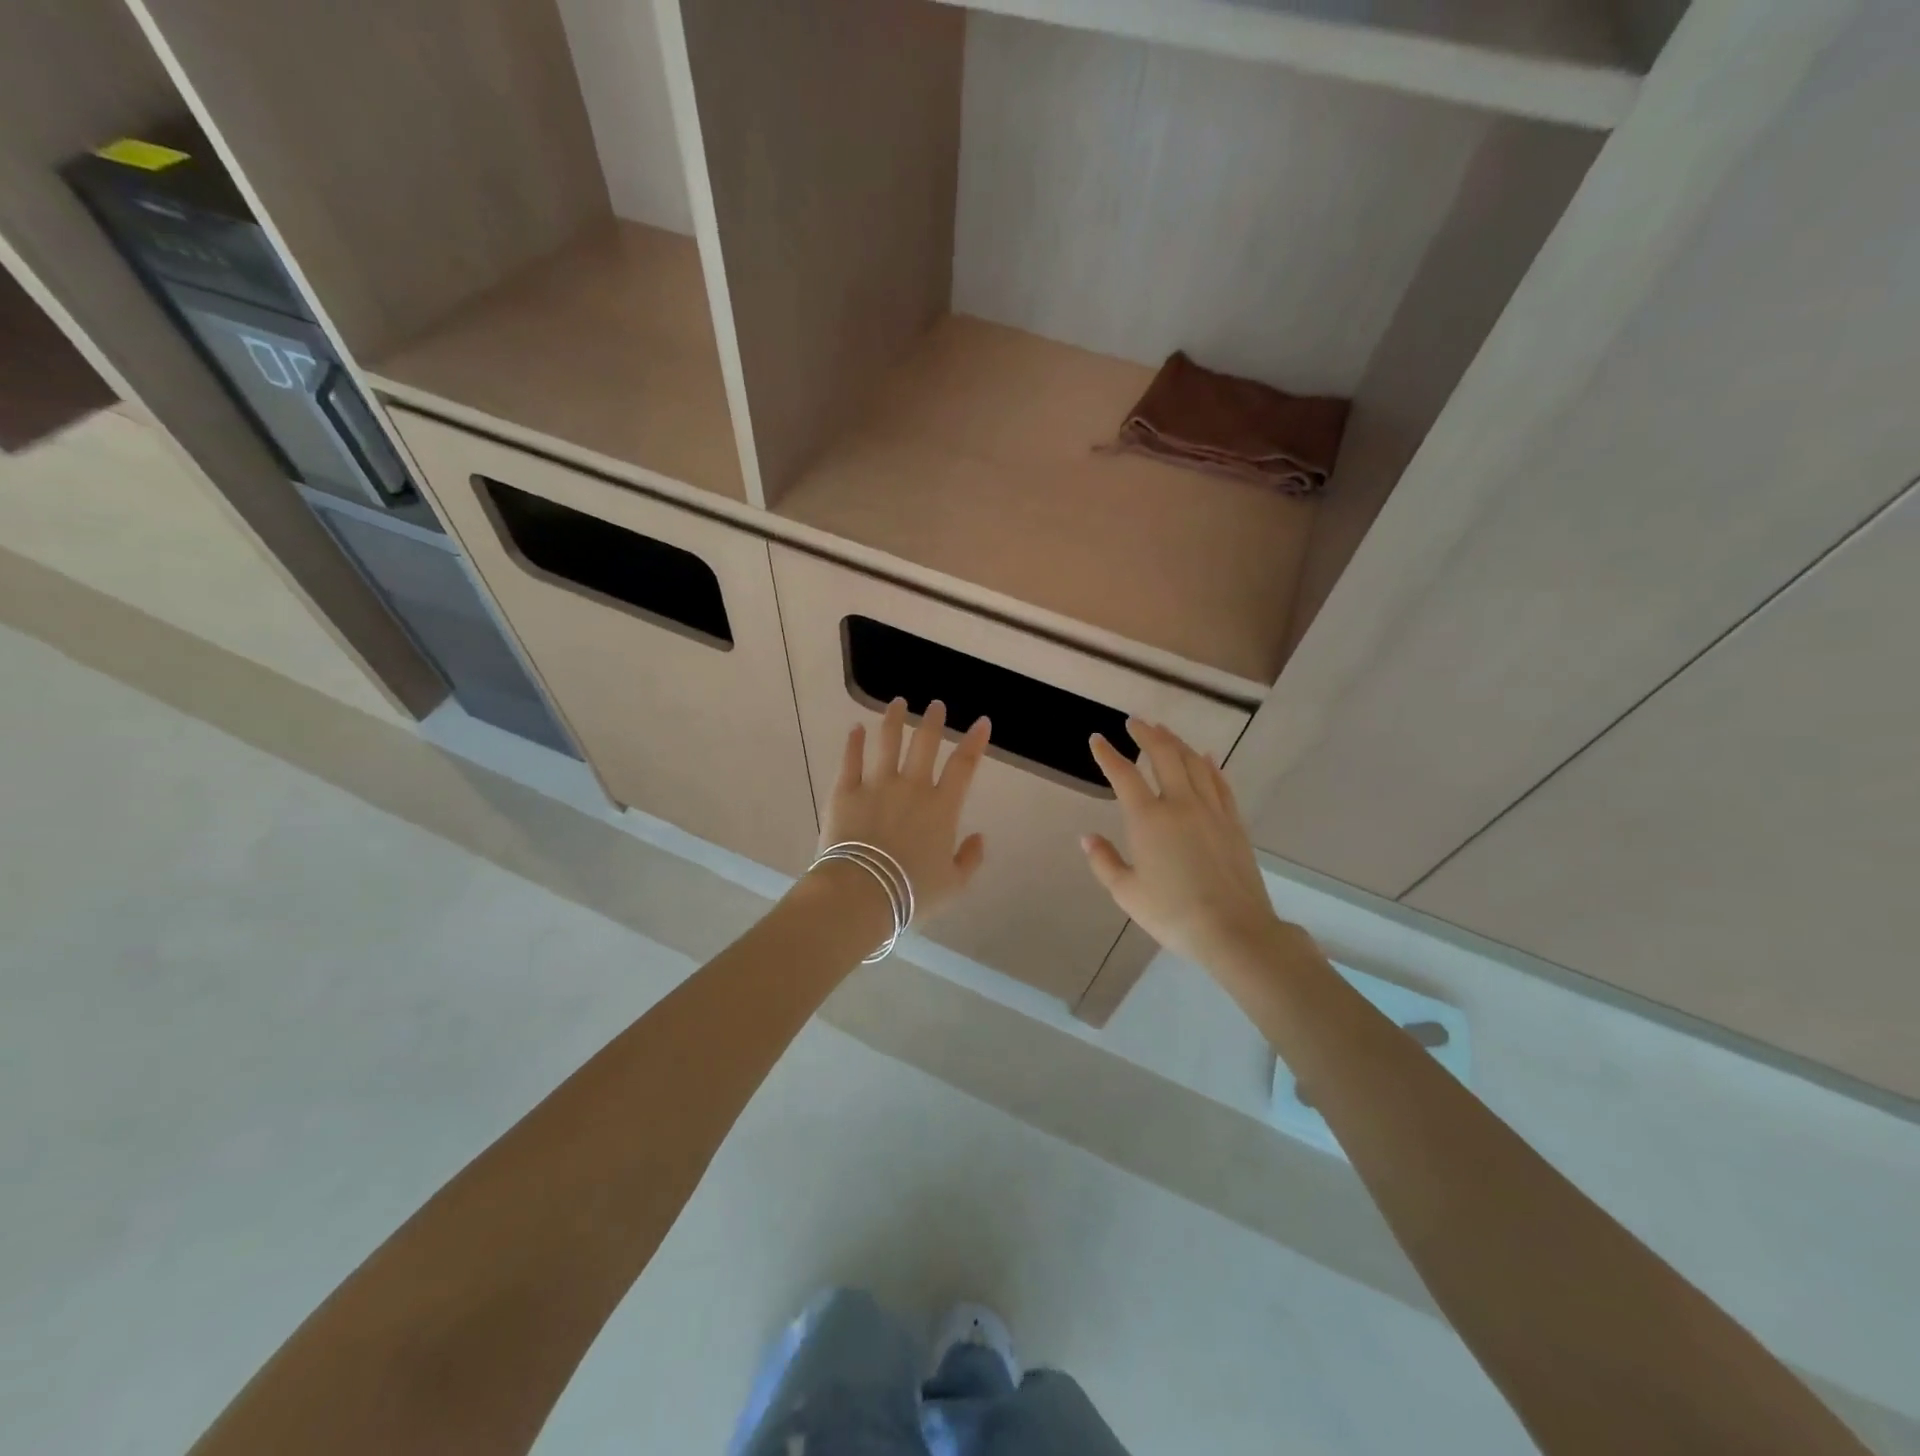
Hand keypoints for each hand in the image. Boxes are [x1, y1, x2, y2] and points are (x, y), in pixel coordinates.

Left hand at [821, 697, 989, 922]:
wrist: (862, 893)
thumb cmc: (911, 892)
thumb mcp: (953, 884)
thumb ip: (969, 859)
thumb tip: (979, 837)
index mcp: (942, 807)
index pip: (964, 765)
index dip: (975, 742)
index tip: (981, 722)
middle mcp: (912, 787)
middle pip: (924, 744)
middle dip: (932, 721)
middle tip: (935, 705)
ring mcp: (876, 785)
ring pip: (887, 742)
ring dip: (894, 720)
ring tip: (897, 703)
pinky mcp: (845, 792)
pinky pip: (850, 760)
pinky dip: (854, 742)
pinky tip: (856, 729)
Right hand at [1083, 719, 1289, 971]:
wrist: (1233, 930)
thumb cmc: (1172, 913)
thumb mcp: (1126, 892)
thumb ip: (1104, 861)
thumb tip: (1087, 837)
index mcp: (1148, 819)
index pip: (1123, 775)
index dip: (1107, 755)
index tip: (1097, 739)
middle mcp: (1180, 804)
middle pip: (1164, 755)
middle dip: (1147, 734)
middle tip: (1134, 721)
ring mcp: (1211, 810)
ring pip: (1194, 763)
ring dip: (1176, 742)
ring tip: (1164, 731)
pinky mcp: (1233, 822)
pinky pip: (1220, 783)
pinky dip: (1209, 765)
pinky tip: (1205, 756)